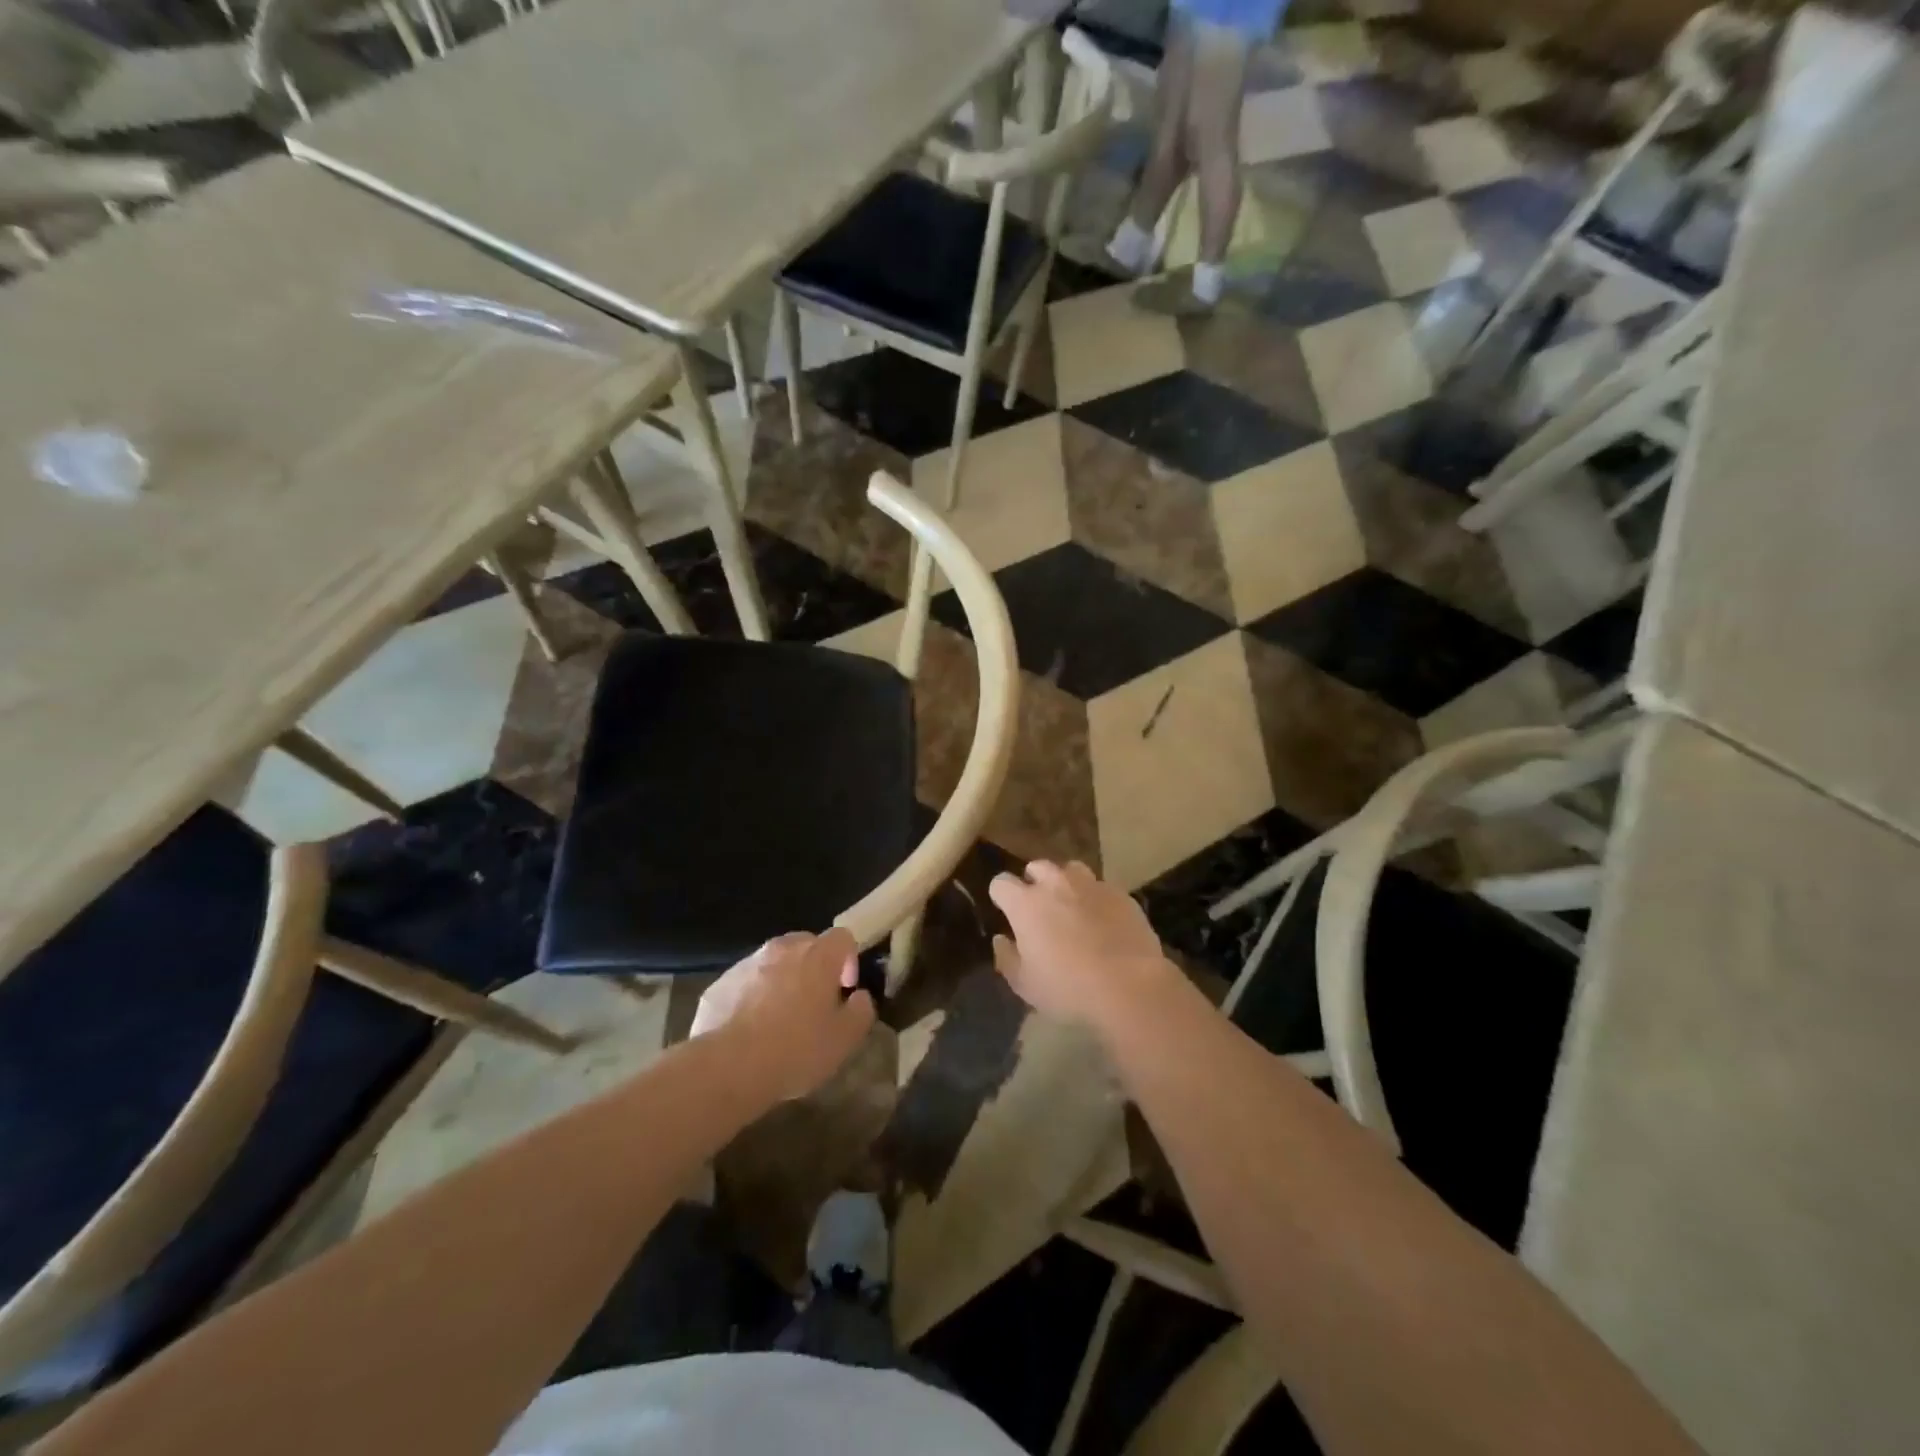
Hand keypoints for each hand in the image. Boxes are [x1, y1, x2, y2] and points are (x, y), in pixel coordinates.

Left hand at [692, 929, 875, 1101]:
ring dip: (781, 982)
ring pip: (772, 963)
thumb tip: (859, 997)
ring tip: (778, 1021)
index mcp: (818, 956)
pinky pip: (744, 984)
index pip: (842, 937)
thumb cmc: (796, 1049)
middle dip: (813, 967)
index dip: (849, 961)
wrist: (728, 1067)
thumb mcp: (845, 1039)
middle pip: (805, 945)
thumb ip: (862, 1010)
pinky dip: (751, 998)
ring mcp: (746, 964)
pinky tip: (749, 1032)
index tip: (845, 990)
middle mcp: (782, 949)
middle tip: (814, 1004)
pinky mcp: (719, 984)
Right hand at [988, 861, 1177, 1029]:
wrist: (1129, 986)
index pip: (1001, 883)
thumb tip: (1001, 939)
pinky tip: (1103, 920)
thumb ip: (1006, 957)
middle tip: (1040, 909)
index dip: (1001, 895)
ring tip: (1072, 906)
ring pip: (1071, 870)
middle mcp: (1056, 884)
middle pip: (1037, 867)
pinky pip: (1100, 887)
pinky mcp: (1120, 894)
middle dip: (1034, 882)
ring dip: (1066, 883)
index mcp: (1026, 904)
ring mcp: (1091, 885)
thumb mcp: (1026, 984)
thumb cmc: (1068, 988)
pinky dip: (1095, 898)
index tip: (1006, 911)